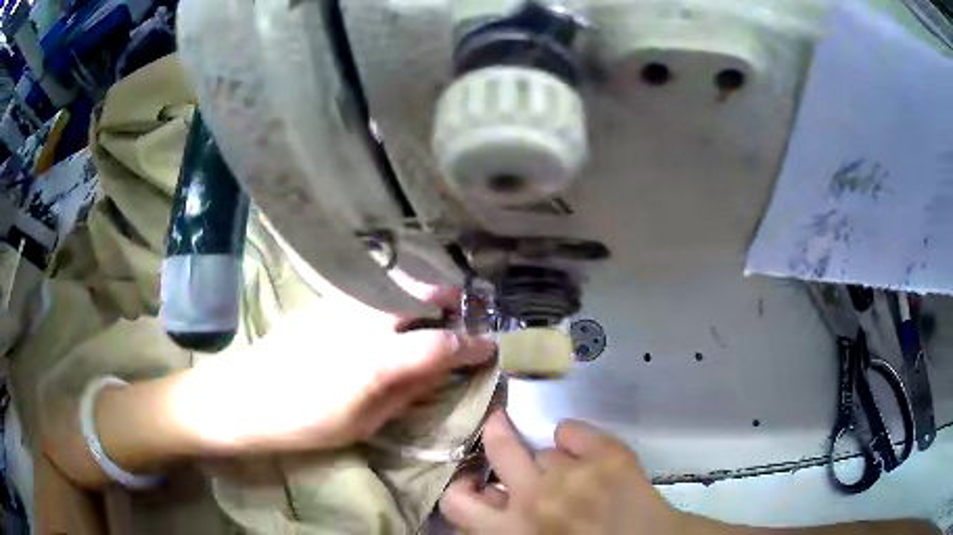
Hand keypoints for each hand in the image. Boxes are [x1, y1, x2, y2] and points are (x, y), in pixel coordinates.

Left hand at [172, 287, 496, 452]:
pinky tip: (388, 307)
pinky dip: (391, 289)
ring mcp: (344, 303)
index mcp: (381, 361)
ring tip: (429, 306)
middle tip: (461, 312)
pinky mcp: (325, 299)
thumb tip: (439, 371)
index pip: (444, 343)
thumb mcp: (364, 422)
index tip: (489, 348)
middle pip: (423, 291)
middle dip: (451, 298)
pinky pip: (370, 284)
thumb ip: (406, 392)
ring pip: (396, 279)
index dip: (473, 345)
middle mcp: (367, 321)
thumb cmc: (307, 422)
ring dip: (421, 288)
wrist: (246, 395)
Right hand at [440, 411, 682, 534]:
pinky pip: (571, 428)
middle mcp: (533, 498)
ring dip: (554, 461)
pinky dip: (576, 439)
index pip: (457, 500)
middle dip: (497, 432)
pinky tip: (589, 457)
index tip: (473, 478)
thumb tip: (491, 495)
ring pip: (544, 448)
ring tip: (576, 478)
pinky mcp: (606, 456)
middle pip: (499, 445)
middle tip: (499, 424)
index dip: (462, 485)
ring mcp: (571, 475)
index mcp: (509, 529)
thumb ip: (504, 524)